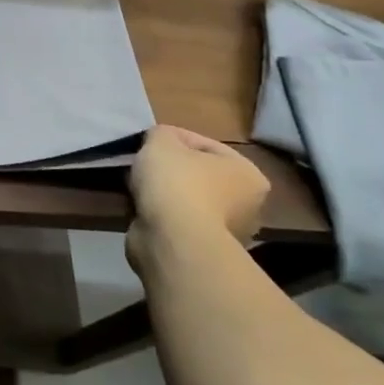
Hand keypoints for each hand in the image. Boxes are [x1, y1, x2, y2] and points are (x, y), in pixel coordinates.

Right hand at [127, 125, 269, 267]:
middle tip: (140, 164)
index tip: (146, 142)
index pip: (205, 144)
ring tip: (134, 186)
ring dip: (161, 193)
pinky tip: (139, 208)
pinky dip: (158, 215)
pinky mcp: (201, 250)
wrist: (172, 241)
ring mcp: (226, 232)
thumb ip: (162, 134)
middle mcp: (247, 205)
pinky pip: (175, 222)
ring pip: (184, 199)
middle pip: (197, 174)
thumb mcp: (162, 140)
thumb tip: (160, 142)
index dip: (172, 138)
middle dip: (167, 169)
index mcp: (249, 174)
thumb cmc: (177, 183)